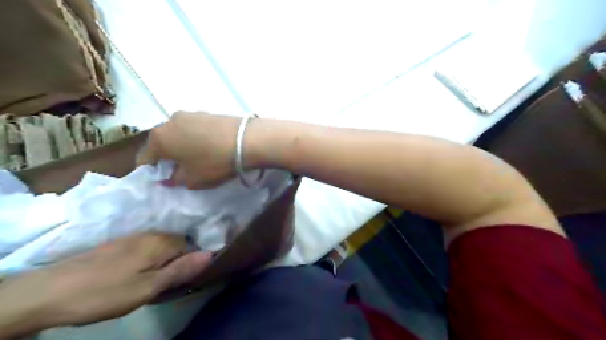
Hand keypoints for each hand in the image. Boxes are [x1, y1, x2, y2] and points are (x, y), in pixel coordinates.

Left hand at [0, 234, 212, 336]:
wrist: (48, 292)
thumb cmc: (105, 292)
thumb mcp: (148, 287)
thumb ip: (181, 269)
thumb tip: (211, 254)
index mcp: (162, 242)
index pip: (192, 246)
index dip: (191, 262)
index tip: (183, 281)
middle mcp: (151, 234)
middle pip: (177, 244)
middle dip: (178, 261)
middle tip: (166, 284)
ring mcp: (133, 237)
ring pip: (161, 246)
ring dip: (163, 261)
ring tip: (151, 281)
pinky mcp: (119, 244)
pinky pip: (146, 248)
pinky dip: (149, 259)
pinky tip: (135, 273)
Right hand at [137, 113, 240, 188]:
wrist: (247, 140)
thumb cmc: (214, 162)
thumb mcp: (192, 179)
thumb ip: (175, 180)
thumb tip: (169, 177)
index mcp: (159, 138)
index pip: (145, 158)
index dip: (151, 172)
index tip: (161, 181)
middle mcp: (170, 121)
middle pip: (162, 143)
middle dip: (167, 157)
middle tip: (180, 170)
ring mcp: (190, 113)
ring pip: (179, 134)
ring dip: (183, 146)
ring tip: (197, 157)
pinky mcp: (208, 112)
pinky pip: (195, 129)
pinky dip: (197, 138)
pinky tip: (210, 147)